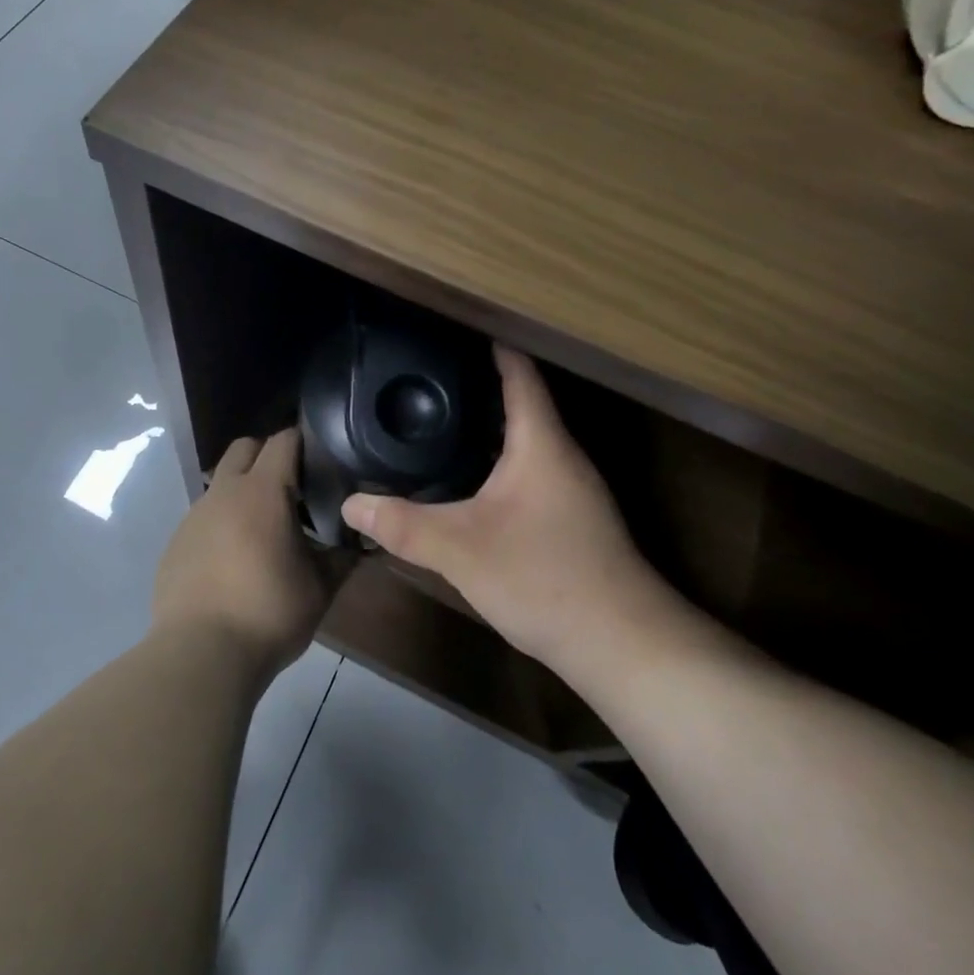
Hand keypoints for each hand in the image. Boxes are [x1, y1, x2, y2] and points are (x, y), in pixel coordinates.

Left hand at [152, 429, 335, 678]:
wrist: (201, 654)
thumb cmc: (268, 613)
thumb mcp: (320, 588)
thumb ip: (342, 557)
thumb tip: (362, 542)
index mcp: (262, 491)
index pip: (283, 440)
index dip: (304, 442)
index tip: (322, 459)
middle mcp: (223, 493)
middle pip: (244, 448)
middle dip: (268, 456)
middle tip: (292, 488)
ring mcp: (193, 516)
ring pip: (221, 484)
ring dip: (243, 493)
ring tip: (263, 531)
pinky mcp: (175, 543)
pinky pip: (203, 518)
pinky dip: (222, 525)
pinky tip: (233, 562)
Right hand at [341, 347, 688, 674]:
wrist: (621, 644)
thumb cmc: (544, 578)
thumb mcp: (461, 550)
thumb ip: (403, 525)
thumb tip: (352, 504)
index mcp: (541, 443)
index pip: (519, 374)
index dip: (490, 346)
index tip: (454, 329)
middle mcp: (562, 455)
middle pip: (521, 403)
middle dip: (478, 386)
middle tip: (428, 378)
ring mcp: (573, 489)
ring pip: (526, 441)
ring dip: (488, 427)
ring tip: (440, 421)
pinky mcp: (572, 519)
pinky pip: (530, 471)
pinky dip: (498, 461)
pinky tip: (471, 481)